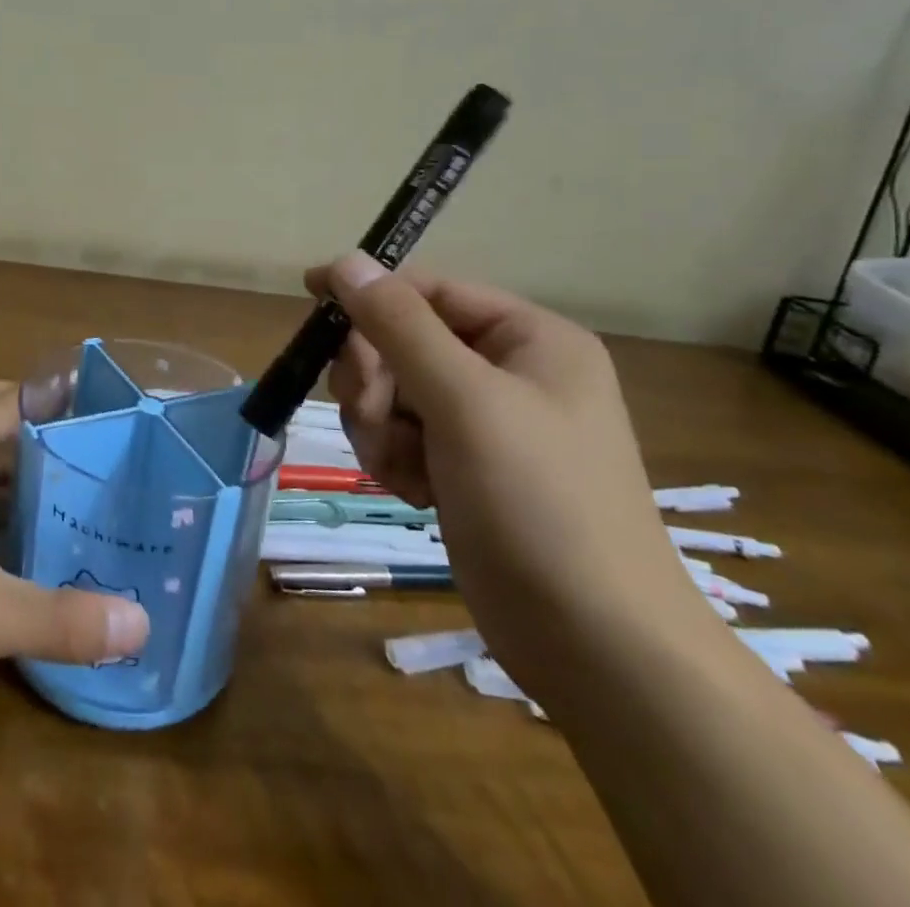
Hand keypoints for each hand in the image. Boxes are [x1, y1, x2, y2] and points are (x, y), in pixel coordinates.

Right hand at [308, 253, 708, 698]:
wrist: (598, 649)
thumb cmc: (540, 504)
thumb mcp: (465, 401)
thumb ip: (399, 325)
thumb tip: (347, 260)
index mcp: (529, 339)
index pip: (429, 291)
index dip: (370, 293)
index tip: (312, 300)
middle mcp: (509, 373)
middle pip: (403, 343)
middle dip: (375, 379)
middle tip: (371, 414)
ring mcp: (487, 425)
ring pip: (394, 394)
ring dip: (378, 425)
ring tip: (400, 468)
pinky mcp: (465, 470)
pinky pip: (402, 437)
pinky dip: (394, 459)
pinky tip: (414, 494)